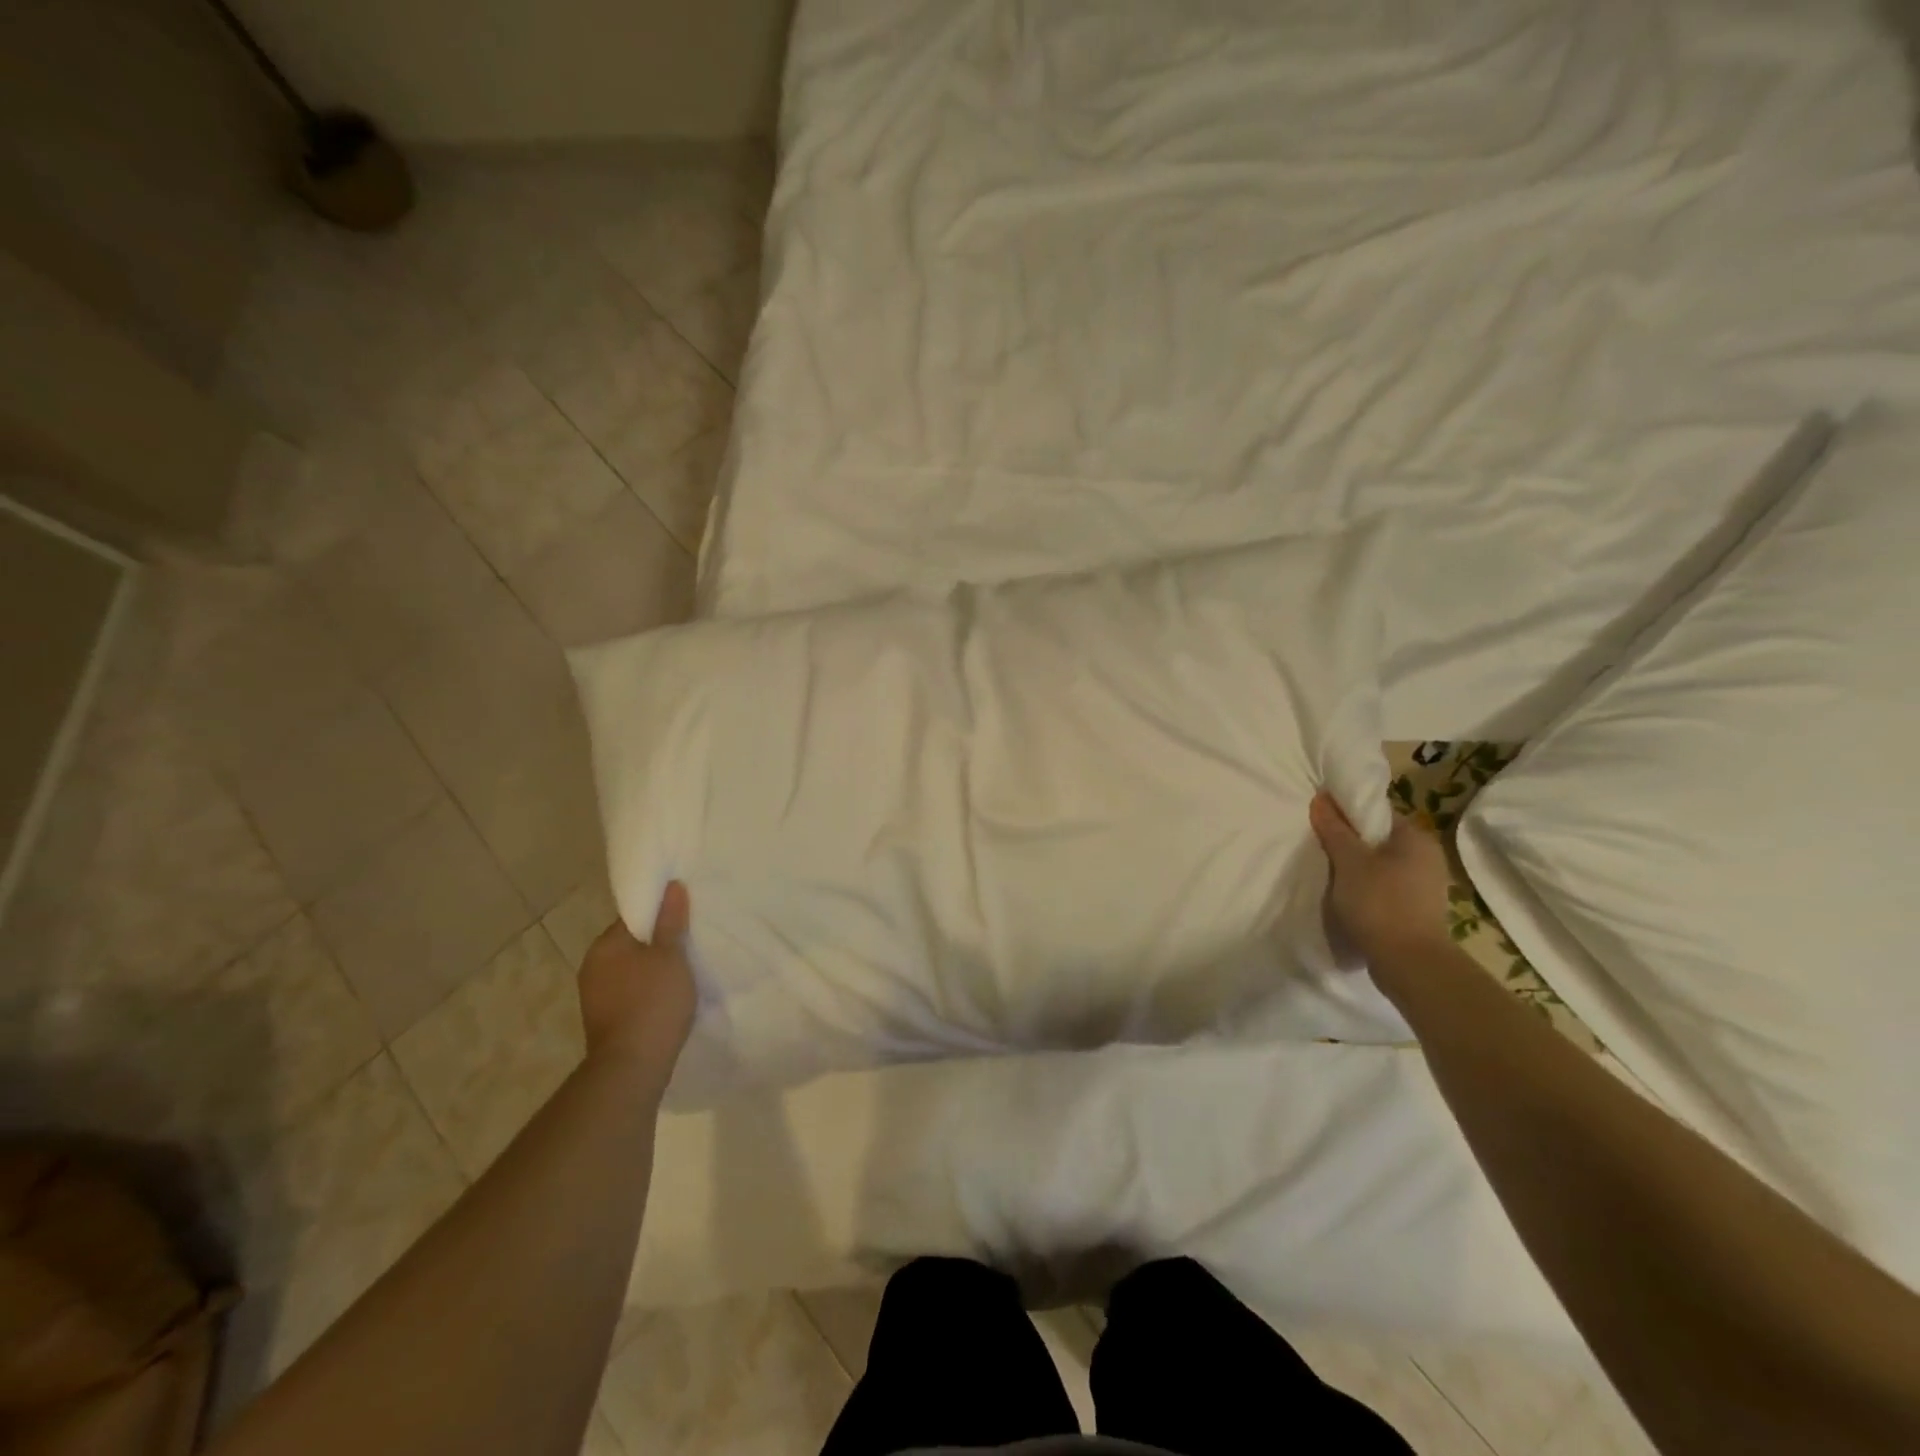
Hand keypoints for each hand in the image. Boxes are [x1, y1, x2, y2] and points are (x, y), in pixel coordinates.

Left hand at [577, 882, 697, 1087]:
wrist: (632, 1067)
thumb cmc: (653, 1002)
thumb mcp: (671, 956)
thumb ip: (671, 921)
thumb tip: (671, 887)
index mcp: (605, 946)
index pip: (633, 917)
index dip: (659, 913)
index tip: (683, 916)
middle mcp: (592, 967)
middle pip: (630, 943)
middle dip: (655, 943)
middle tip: (688, 942)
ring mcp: (595, 997)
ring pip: (629, 970)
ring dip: (650, 969)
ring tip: (682, 970)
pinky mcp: (603, 1021)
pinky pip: (628, 993)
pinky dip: (645, 991)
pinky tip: (666, 997)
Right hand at [1309, 792, 1451, 981]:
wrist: (1409, 963)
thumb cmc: (1380, 903)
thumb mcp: (1350, 861)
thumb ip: (1335, 829)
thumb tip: (1321, 798)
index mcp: (1416, 838)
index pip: (1377, 813)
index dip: (1346, 813)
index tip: (1320, 821)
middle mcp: (1427, 857)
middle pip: (1378, 839)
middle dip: (1349, 842)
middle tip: (1319, 846)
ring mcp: (1424, 885)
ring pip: (1380, 864)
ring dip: (1355, 867)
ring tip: (1329, 873)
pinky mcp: (1417, 909)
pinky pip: (1384, 886)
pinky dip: (1365, 887)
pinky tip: (1346, 896)